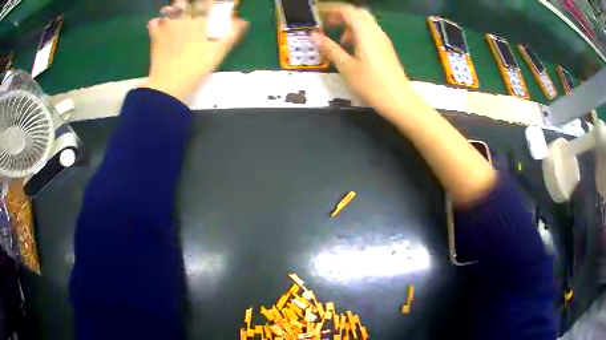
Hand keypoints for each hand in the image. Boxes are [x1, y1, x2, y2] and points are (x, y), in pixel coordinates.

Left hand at [142, 1, 248, 101]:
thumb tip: (244, 21)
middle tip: (189, 9)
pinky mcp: (155, 37)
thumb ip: (231, 35)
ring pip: (168, 10)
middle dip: (186, 4)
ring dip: (171, 10)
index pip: (206, 4)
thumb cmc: (195, 68)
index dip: (209, 2)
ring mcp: (166, 28)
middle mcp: (182, 20)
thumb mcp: (218, 53)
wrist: (168, 84)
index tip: (210, 4)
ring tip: (172, 12)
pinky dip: (156, 23)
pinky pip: (153, 23)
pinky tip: (158, 26)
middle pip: (184, 3)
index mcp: (199, 22)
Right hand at [312, 3, 412, 115]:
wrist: (398, 100)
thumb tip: (314, 36)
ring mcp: (383, 40)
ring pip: (365, 22)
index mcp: (365, 32)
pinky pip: (370, 32)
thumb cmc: (371, 84)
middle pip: (357, 13)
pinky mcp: (386, 48)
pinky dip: (358, 33)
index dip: (331, 9)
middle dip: (341, 15)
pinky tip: (352, 48)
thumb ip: (330, 48)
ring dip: (350, 25)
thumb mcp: (346, 67)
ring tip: (339, 39)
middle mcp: (376, 31)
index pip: (347, 10)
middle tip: (328, 23)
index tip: (318, 15)